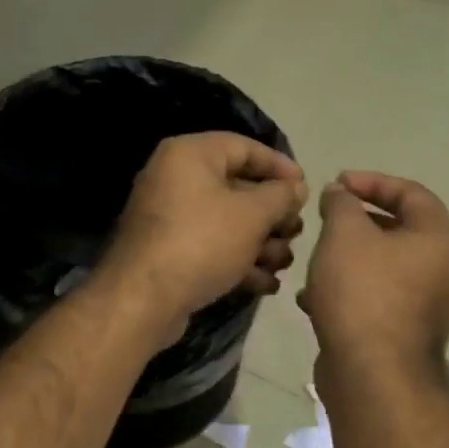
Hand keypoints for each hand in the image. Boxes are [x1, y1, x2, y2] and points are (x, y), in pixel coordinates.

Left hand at [101, 132, 306, 339]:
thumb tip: (296, 188)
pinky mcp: (169, 252)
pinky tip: (266, 284)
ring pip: (227, 222)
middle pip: (237, 187)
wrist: (143, 300)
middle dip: (273, 214)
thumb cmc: (202, 242)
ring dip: (261, 243)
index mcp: (189, 155)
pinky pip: (211, 247)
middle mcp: (175, 179)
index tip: (305, 189)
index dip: (279, 166)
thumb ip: (280, 196)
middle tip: (296, 232)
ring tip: (284, 263)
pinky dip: (238, 261)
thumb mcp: (252, 215)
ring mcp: (169, 218)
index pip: (244, 147)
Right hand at [299, 171, 448, 375]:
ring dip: (346, 258)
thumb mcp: (344, 234)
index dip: (371, 181)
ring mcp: (422, 305)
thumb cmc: (362, 292)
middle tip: (324, 218)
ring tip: (313, 258)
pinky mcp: (400, 333)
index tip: (336, 183)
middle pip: (397, 230)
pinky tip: (311, 299)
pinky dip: (345, 292)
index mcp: (437, 238)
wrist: (372, 374)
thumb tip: (340, 193)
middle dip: (356, 222)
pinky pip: (372, 299)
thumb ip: (341, 203)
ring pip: (380, 267)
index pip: (410, 192)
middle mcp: (440, 269)